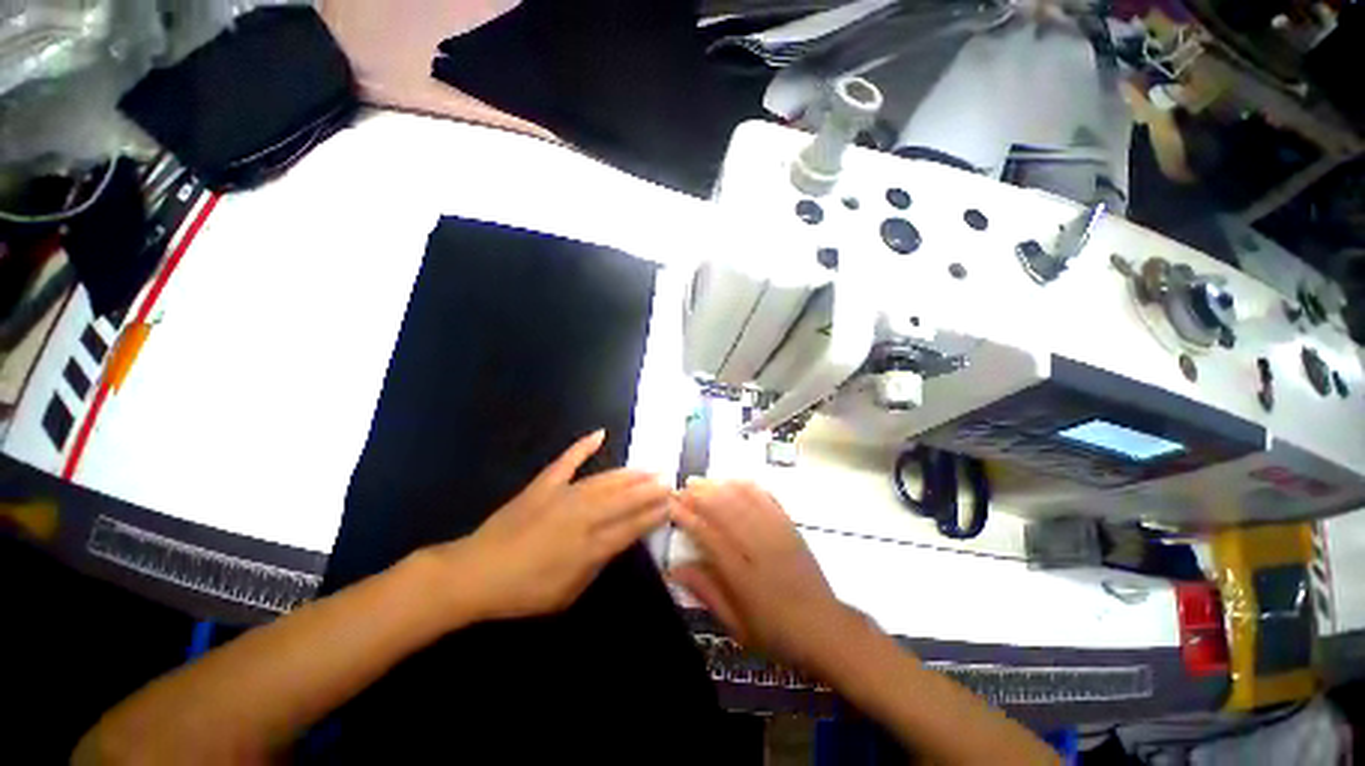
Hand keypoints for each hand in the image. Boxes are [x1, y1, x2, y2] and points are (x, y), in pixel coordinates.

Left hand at [429, 430, 670, 621]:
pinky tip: (599, 433)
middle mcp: (582, 516)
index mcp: (590, 546)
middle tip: (668, 480)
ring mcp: (563, 495)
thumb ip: (597, 564)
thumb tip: (617, 541)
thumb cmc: (524, 591)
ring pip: (605, 480)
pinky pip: (567, 461)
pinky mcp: (544, 484)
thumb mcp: (568, 592)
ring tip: (647, 468)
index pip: (632, 526)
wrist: (476, 573)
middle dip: (649, 490)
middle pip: (625, 499)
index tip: (671, 504)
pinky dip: (582, 446)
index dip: (653, 514)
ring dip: (629, 474)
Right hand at [669, 479, 863, 672]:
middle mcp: (759, 548)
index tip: (672, 506)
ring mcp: (777, 534)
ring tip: (703, 481)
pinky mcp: (790, 527)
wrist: (824, 628)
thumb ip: (705, 592)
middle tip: (683, 487)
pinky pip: (768, 500)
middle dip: (701, 495)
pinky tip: (735, 480)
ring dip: (721, 487)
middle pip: (726, 511)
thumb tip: (674, 569)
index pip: (709, 537)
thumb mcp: (735, 624)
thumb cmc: (775, 632)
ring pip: (745, 501)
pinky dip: (749, 487)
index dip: (688, 518)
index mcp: (743, 576)